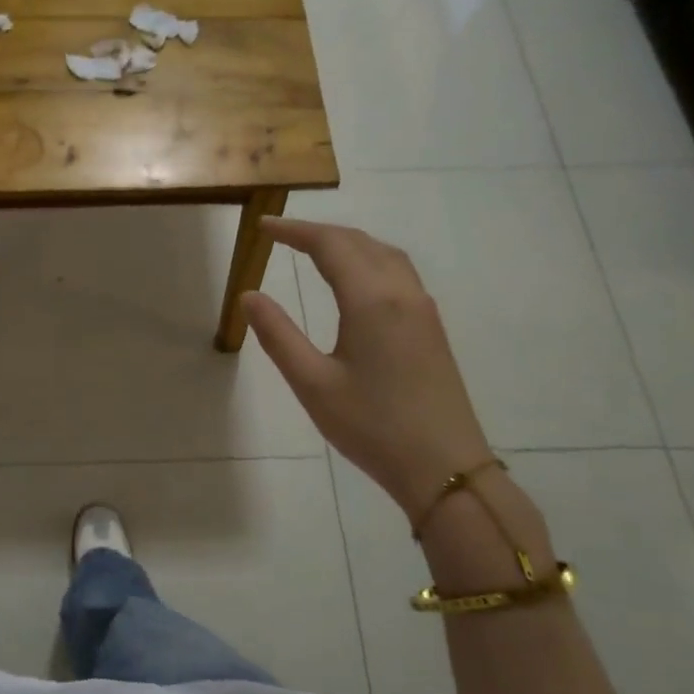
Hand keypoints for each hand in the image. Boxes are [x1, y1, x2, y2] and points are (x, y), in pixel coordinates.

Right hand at [241, 217, 491, 523]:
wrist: (444, 467)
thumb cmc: (372, 427)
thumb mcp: (312, 384)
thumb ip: (278, 335)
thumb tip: (249, 295)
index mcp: (371, 301)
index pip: (330, 246)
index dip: (295, 231)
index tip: (263, 225)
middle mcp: (402, 293)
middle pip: (360, 242)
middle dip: (319, 232)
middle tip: (282, 235)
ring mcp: (423, 310)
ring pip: (385, 254)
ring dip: (348, 243)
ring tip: (315, 249)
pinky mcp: (431, 328)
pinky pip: (398, 273)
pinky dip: (369, 259)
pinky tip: (356, 280)